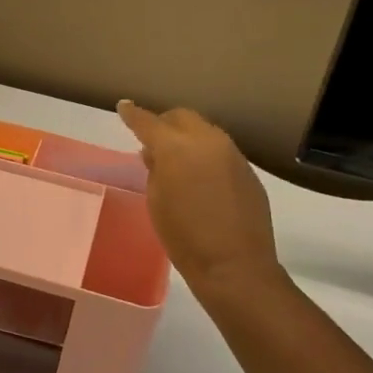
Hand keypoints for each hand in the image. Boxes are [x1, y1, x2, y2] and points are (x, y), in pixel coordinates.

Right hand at [118, 100, 282, 292]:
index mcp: (176, 147)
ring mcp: (232, 154)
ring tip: (176, 160)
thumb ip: (155, 171)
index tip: (124, 107)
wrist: (235, 264)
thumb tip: (157, 154)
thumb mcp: (156, 202)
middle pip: (182, 117)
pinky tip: (200, 178)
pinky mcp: (248, 170)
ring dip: (188, 138)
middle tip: (151, 139)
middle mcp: (207, 141)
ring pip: (205, 131)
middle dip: (164, 123)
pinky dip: (205, 155)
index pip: (149, 122)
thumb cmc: (184, 237)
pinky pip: (221, 151)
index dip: (133, 114)